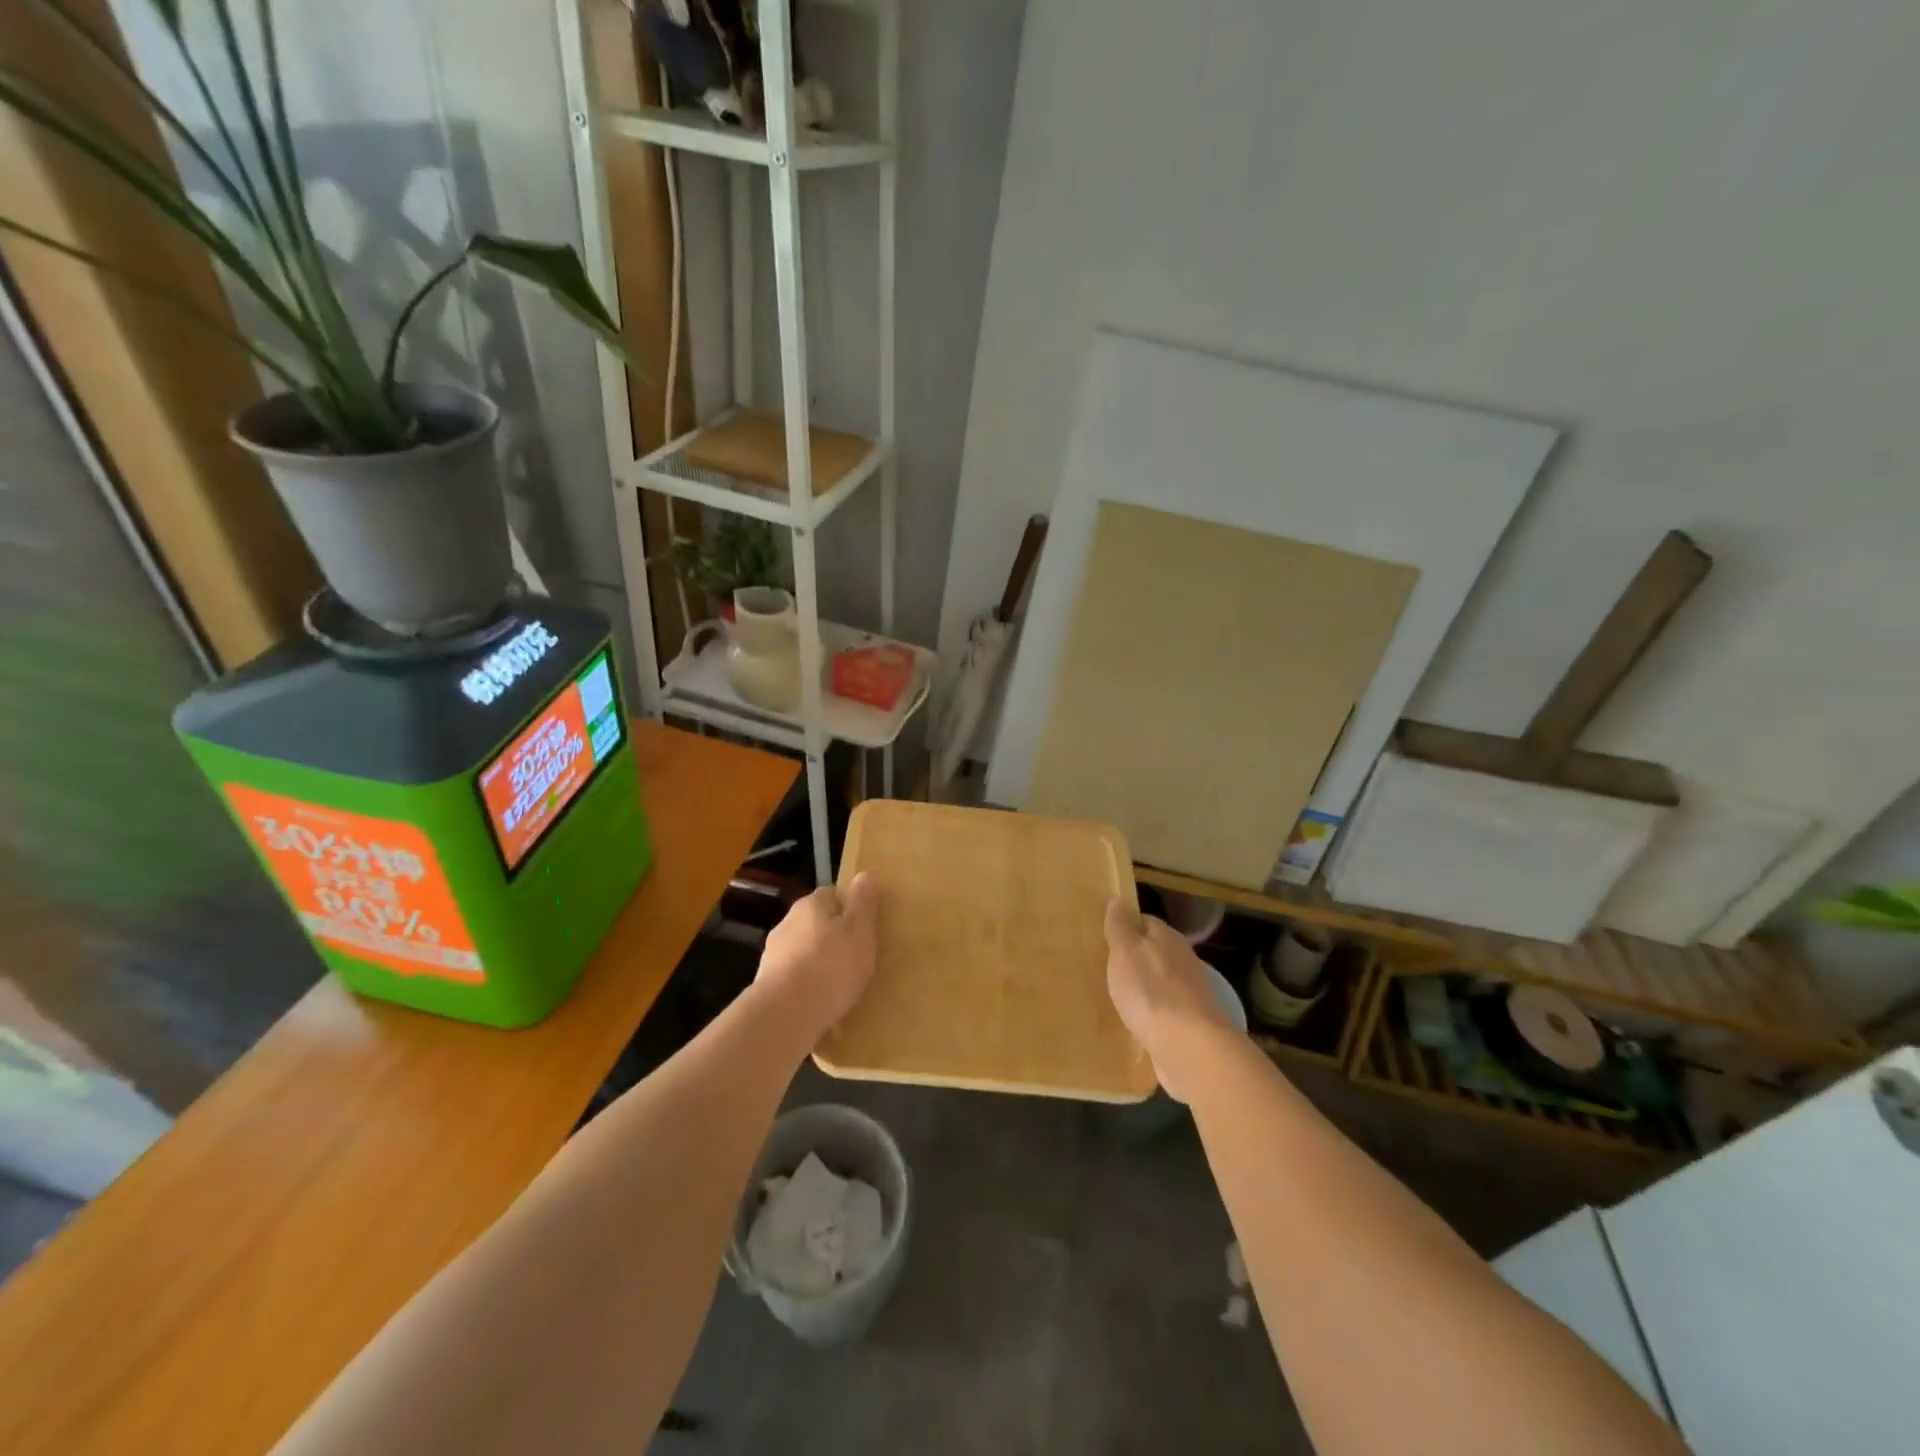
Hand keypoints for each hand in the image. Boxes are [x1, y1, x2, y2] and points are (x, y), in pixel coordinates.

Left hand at [756, 872, 879, 1038]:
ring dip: (816, 961)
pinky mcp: (766, 984)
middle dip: (831, 936)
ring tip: (838, 984)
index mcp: (811, 904)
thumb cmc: (832, 965)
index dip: (848, 909)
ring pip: (802, 951)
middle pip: (815, 923)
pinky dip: (804, 985)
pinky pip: (793, 978)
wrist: (786, 1013)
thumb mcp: (860, 930)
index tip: (863, 928)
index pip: (831, 895)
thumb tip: (864, 875)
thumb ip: (863, 903)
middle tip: (854, 956)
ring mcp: (773, 954)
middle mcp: (787, 922)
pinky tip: (819, 1002)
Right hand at [1105, 898, 1238, 1100]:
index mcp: (1168, 938)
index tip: (1104, 938)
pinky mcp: (1190, 1023)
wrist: (1189, 1048)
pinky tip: (1136, 1021)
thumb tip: (1119, 899)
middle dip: (1133, 958)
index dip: (1125, 927)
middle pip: (1154, 952)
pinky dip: (1151, 1012)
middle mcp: (1183, 961)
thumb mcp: (1126, 952)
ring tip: (1117, 995)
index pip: (1145, 922)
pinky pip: (1164, 1009)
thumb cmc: (1151, 992)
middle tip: (1106, 968)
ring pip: (1160, 981)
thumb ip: (1121, 927)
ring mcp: (1189, 993)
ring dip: (1143, 986)